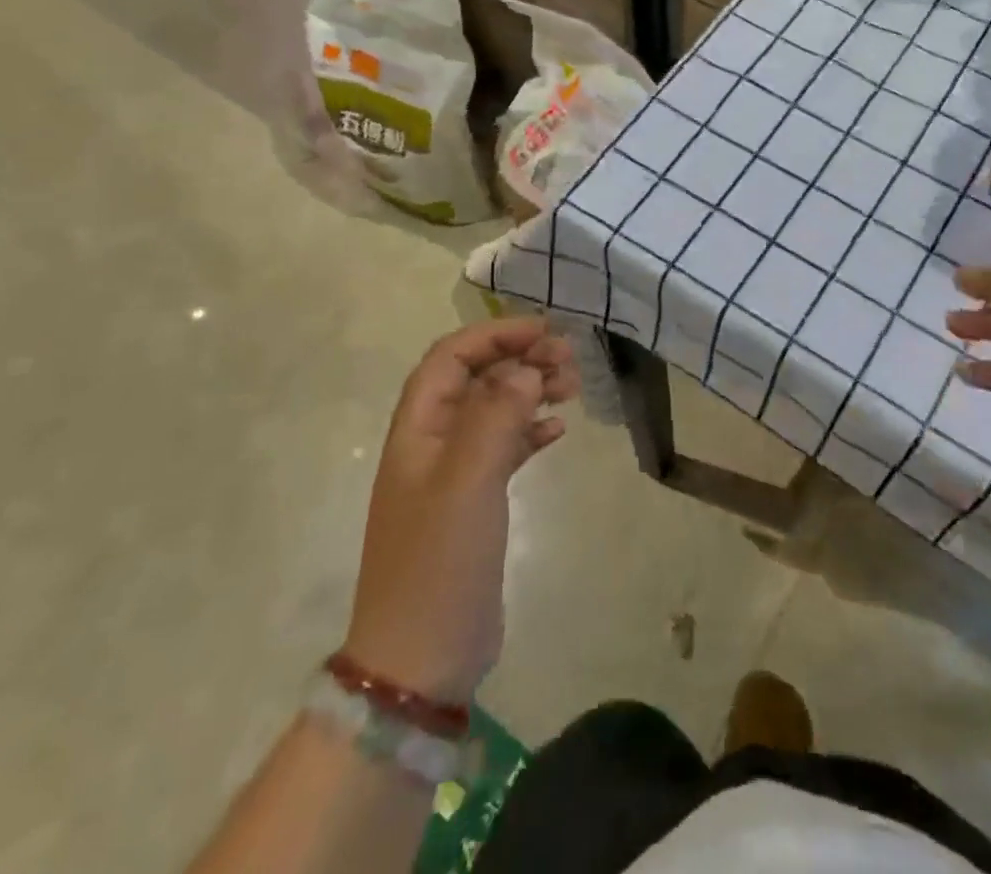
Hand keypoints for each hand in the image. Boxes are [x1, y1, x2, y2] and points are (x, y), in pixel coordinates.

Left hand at [343, 318, 578, 704]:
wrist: (421, 660)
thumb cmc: (438, 563)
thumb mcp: (467, 482)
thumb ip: (496, 416)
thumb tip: (526, 369)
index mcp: (417, 429)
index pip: (451, 358)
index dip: (495, 336)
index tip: (544, 331)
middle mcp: (432, 443)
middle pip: (476, 379)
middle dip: (520, 359)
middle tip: (569, 360)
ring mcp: (453, 474)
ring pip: (494, 410)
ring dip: (530, 390)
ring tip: (573, 386)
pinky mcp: (475, 503)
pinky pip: (505, 448)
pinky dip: (531, 430)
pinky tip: (558, 429)